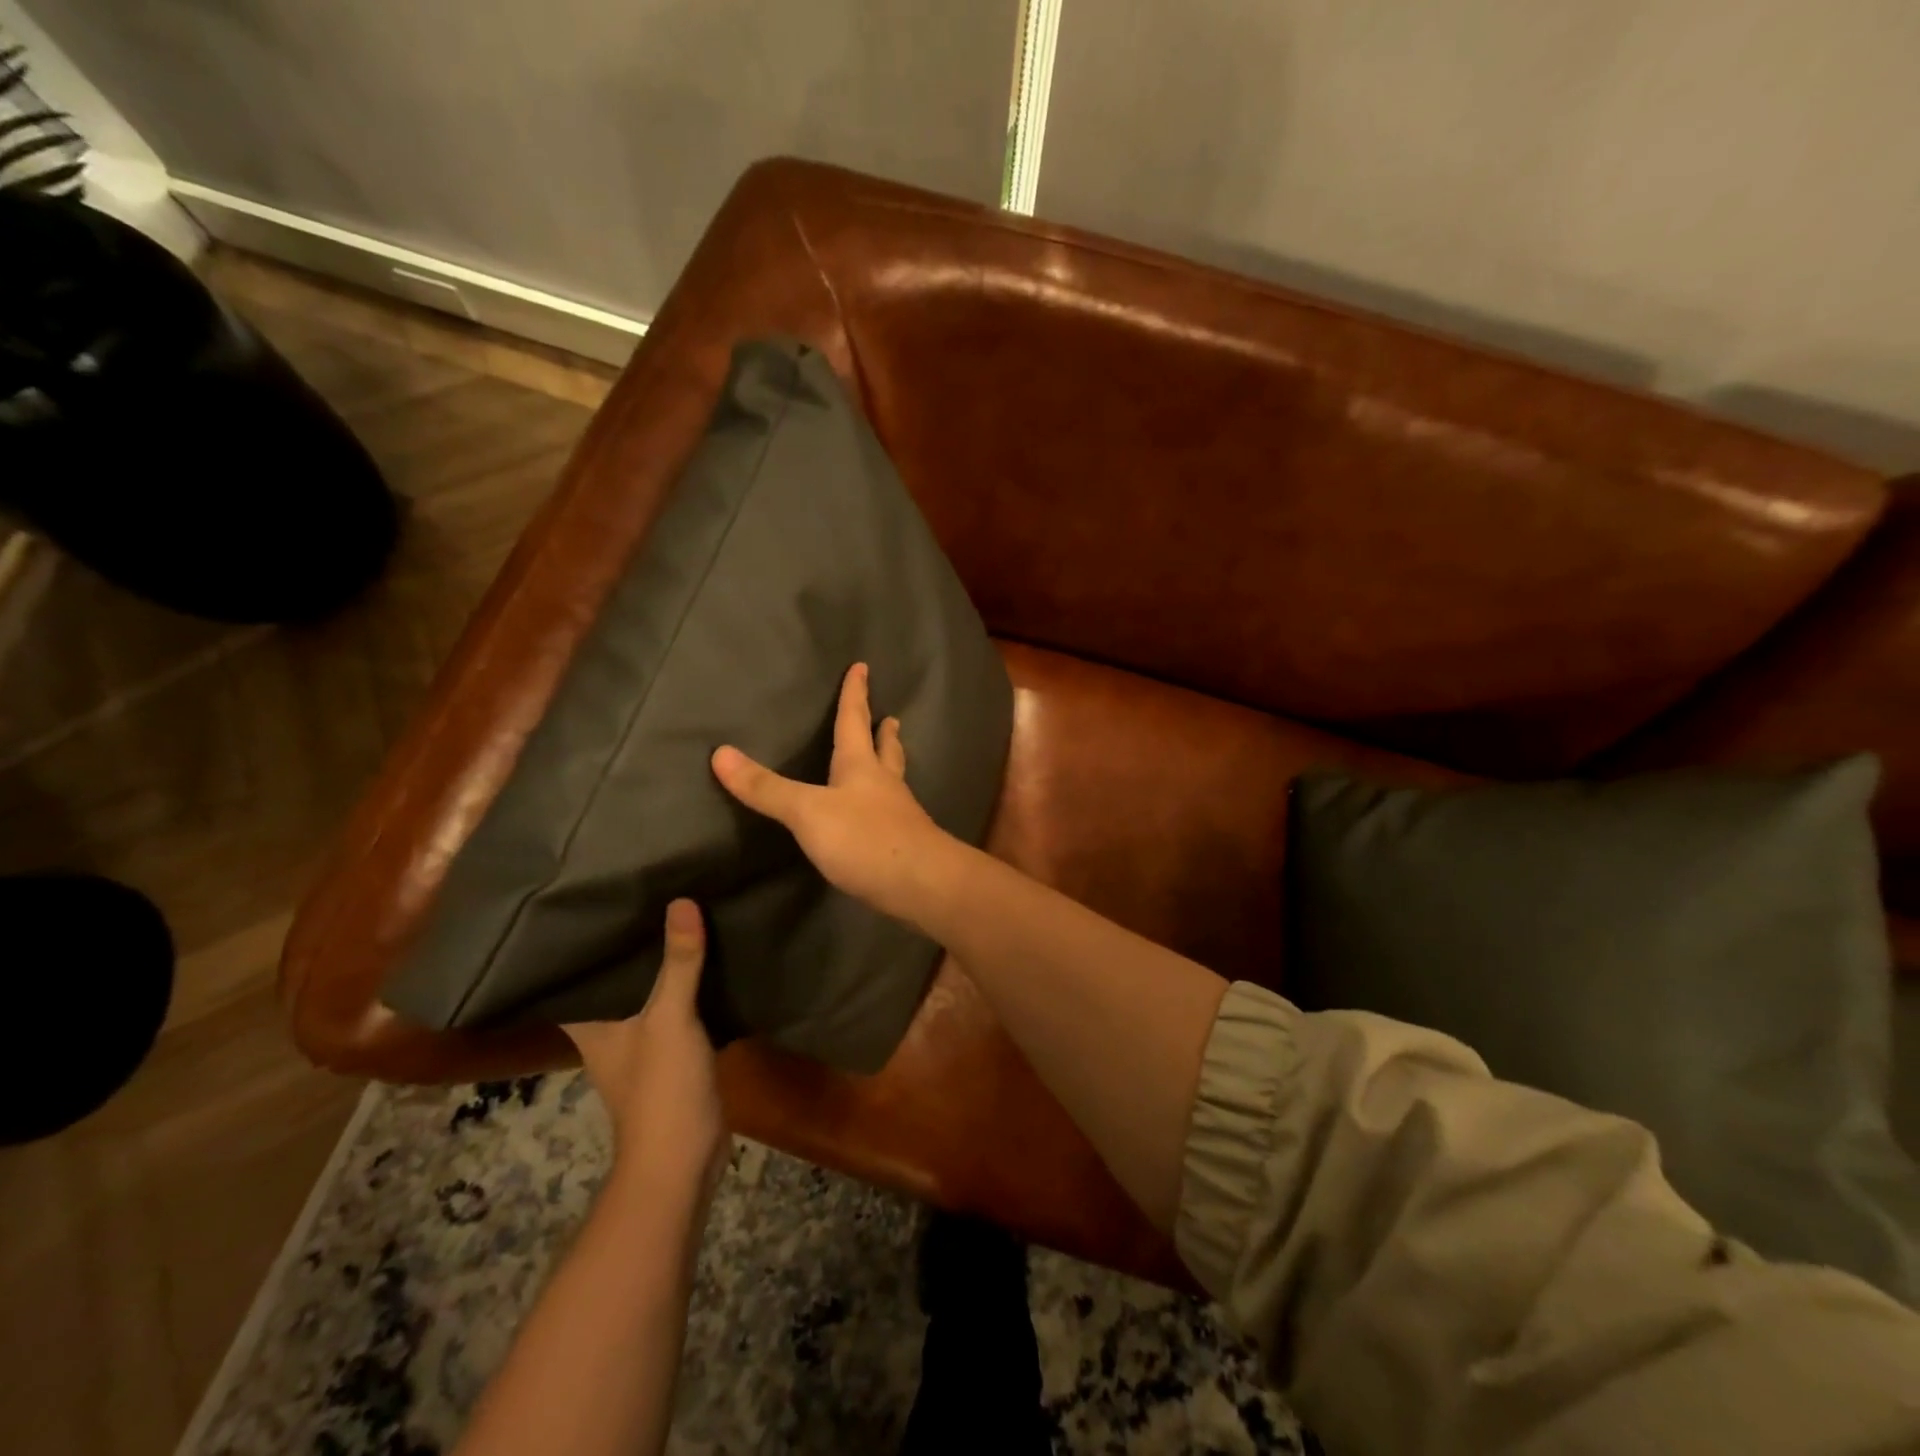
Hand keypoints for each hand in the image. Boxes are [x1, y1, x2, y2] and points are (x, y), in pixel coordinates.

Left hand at [563, 899, 724, 1202]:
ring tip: (678, 913)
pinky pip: (676, 1007)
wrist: (683, 1158)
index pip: (573, 975)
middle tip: (646, 893)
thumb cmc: (661, 1088)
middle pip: (615, 978)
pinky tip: (706, 959)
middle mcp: (609, 1030)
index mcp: (591, 1024)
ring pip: (648, 991)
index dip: (579, 942)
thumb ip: (678, 963)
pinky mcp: (673, 1053)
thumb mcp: (670, 1019)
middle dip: (629, 943)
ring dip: (661, 962)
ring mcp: (642, 1044)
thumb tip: (681, 901)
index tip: (593, 901)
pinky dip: (687, 984)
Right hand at [711, 662, 953, 923]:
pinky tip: (885, 814)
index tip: (862, 667)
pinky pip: (895, 813)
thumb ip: (767, 788)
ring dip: (891, 764)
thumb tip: (720, 753)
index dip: (855, 694)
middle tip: (891, 717)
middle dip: (883, 732)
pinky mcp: (904, 844)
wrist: (920, 884)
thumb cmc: (864, 839)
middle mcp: (884, 784)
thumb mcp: (807, 812)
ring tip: (891, 756)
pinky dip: (888, 804)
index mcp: (861, 767)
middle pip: (885, 750)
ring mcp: (900, 814)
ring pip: (894, 780)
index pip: (854, 721)